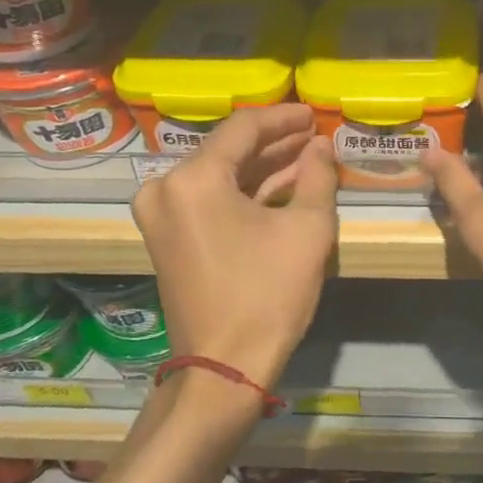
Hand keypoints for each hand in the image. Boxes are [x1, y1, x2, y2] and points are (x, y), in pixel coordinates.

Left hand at [131, 104, 336, 388]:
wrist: (223, 368)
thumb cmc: (267, 295)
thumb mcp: (307, 230)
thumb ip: (318, 177)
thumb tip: (321, 146)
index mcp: (194, 178)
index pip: (244, 128)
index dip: (284, 118)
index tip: (314, 114)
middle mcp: (165, 188)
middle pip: (228, 151)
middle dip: (275, 144)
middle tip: (314, 136)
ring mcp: (160, 215)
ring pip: (219, 176)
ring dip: (261, 168)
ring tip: (306, 158)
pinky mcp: (166, 238)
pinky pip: (208, 201)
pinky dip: (243, 193)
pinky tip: (280, 186)